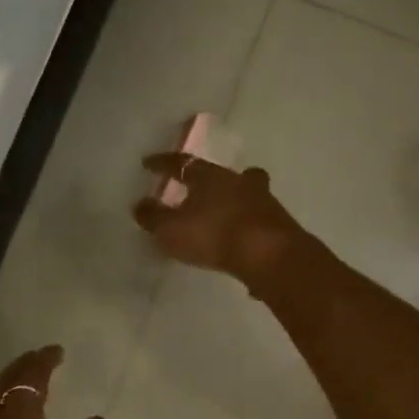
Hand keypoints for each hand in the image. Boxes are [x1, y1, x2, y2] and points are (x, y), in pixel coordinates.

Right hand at [133, 153, 302, 287]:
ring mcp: (263, 201)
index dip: (163, 163)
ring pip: (247, 191)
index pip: (181, 163)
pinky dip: (247, 223)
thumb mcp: (171, 230)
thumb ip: (153, 217)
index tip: (148, 163)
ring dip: (234, 199)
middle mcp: (238, 181)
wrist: (271, 255)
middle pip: (222, 173)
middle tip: (198, 186)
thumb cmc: (214, 235)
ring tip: (223, 214)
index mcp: (210, 176)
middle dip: (210, 179)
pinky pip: (258, 218)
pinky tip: (241, 238)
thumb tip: (139, 204)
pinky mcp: (279, 224)